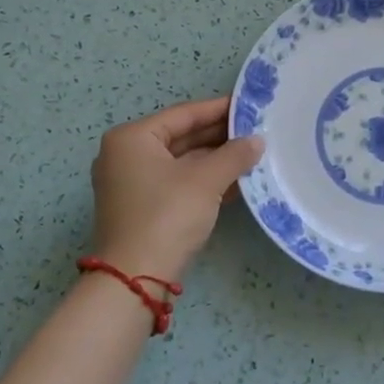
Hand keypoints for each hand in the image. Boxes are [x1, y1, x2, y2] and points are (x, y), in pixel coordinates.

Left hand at [87, 97, 264, 280]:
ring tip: (253, 154)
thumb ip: (234, 155)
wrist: (136, 279)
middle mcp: (126, 156)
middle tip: (256, 130)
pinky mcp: (142, 208)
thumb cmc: (167, 215)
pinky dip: (204, 181)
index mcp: (132, 138)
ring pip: (181, 162)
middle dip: (219, 136)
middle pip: (181, 137)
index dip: (218, 109)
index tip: (248, 105)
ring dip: (215, 160)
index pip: (183, 114)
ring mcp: (132, 183)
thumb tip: (257, 141)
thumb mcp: (206, 180)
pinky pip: (177, 183)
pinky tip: (236, 182)